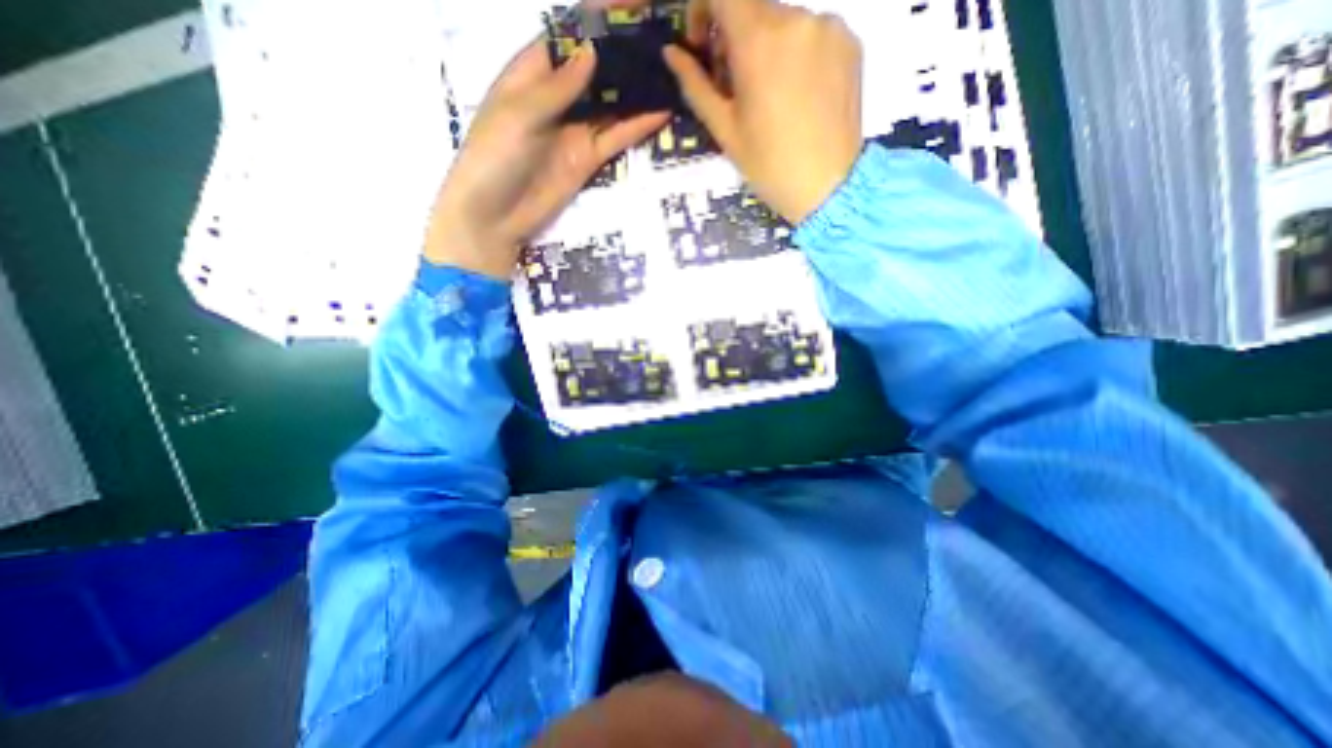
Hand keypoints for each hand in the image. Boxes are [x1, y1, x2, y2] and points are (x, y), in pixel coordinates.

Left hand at [430, 39, 665, 275]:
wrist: (496, 216)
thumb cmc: (494, 157)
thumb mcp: (520, 114)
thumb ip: (557, 87)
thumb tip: (592, 51)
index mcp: (530, 75)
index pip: (566, 40)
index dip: (594, 25)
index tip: (629, 12)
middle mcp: (556, 99)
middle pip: (594, 71)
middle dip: (622, 57)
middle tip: (660, 43)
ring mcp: (575, 130)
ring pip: (610, 104)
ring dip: (635, 91)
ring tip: (669, 73)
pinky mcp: (588, 159)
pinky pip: (615, 138)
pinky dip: (637, 127)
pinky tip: (661, 112)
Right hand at [662, 1, 865, 225]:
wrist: (827, 187)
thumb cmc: (768, 166)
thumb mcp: (724, 130)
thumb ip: (696, 85)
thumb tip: (672, 52)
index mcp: (759, 41)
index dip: (703, 7)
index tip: (702, 43)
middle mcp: (796, 18)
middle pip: (753, 9)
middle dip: (734, 39)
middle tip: (734, 87)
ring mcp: (829, 27)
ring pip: (783, 22)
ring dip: (767, 48)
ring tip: (770, 98)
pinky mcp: (851, 41)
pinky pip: (812, 33)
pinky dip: (796, 54)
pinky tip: (798, 95)